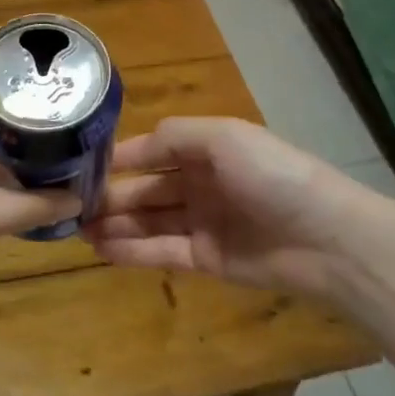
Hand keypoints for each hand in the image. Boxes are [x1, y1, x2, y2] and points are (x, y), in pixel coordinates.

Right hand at [85, 117, 370, 301]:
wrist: (326, 238)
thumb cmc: (272, 175)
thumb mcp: (223, 137)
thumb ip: (172, 137)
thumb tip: (128, 149)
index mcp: (206, 149)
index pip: (151, 151)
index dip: (117, 159)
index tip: (78, 167)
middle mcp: (200, 183)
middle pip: (145, 188)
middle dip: (109, 197)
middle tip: (68, 207)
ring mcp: (202, 222)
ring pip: (148, 221)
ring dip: (114, 224)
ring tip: (76, 231)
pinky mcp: (206, 259)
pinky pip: (161, 251)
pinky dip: (131, 250)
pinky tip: (101, 249)